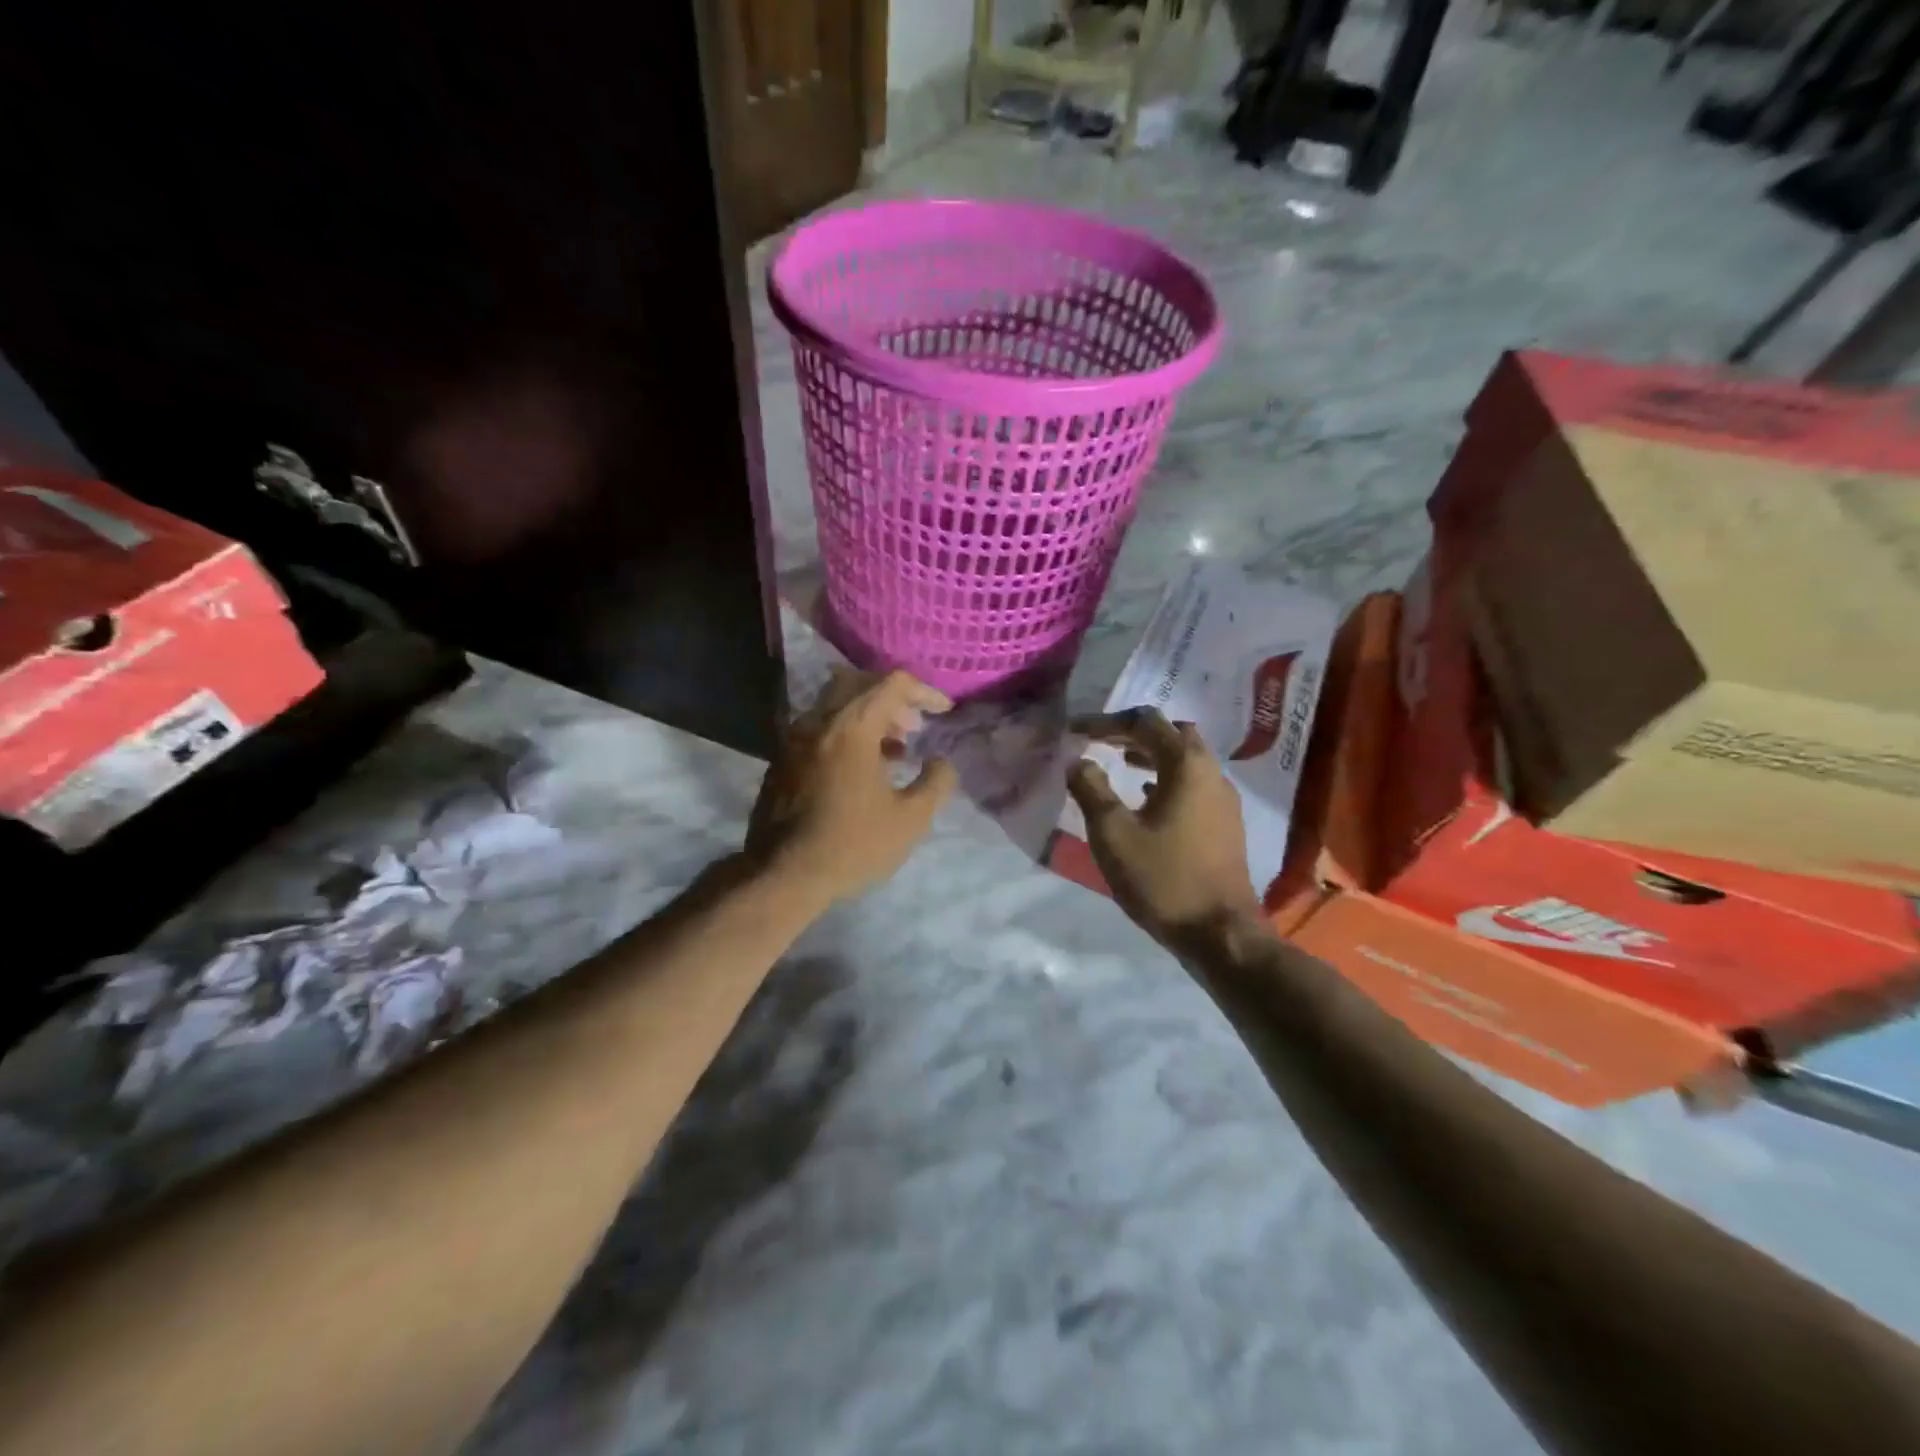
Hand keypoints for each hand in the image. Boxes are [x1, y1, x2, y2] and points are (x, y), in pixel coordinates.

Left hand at [747, 669, 957, 904]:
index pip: (892, 684)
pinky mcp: (781, 760)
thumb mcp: (911, 819)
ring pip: (836, 704)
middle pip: (860, 684)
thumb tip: (942, 762)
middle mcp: (818, 721)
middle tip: (914, 727)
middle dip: (893, 699)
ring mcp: (793, 739)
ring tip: (894, 750)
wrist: (782, 876)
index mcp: (851, 727)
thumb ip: (936, 783)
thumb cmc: (852, 845)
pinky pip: (819, 728)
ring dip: (868, 716)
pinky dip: (845, 733)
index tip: (944, 712)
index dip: (925, 692)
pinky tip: (860, 770)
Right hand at [1067, 707, 1263, 946]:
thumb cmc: (1163, 879)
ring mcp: (1223, 800)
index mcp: (1187, 766)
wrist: (1220, 934)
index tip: (1076, 731)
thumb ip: (1091, 790)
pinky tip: (1145, 798)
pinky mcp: (1225, 824)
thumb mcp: (1113, 834)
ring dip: (1152, 754)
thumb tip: (1077, 760)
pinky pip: (1193, 785)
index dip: (1106, 722)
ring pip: (1186, 760)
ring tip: (1119, 763)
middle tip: (1102, 742)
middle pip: (1173, 733)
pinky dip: (1166, 779)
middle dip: (1135, 732)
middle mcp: (1212, 773)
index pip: (1145, 722)